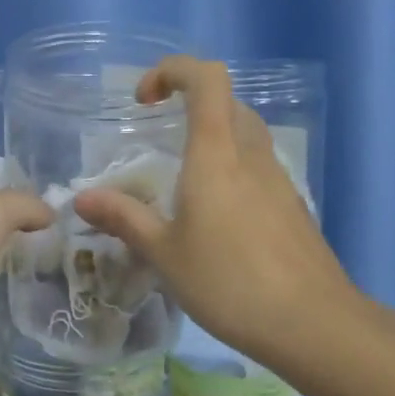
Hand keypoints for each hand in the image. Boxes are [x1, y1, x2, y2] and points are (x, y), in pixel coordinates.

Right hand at [71, 57, 359, 372]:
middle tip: (157, 134)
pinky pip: (257, 166)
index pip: (206, 79)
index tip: (143, 100)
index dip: (172, 71)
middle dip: (189, 102)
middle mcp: (251, 155)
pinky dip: (230, 168)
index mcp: (216, 154)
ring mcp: (278, 179)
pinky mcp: (291, 205)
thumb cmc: (228, 282)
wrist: (312, 324)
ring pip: (245, 133)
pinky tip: (214, 215)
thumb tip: (82, 198)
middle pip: (227, 101)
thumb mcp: (164, 253)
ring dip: (212, 135)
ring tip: (180, 178)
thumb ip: (123, 218)